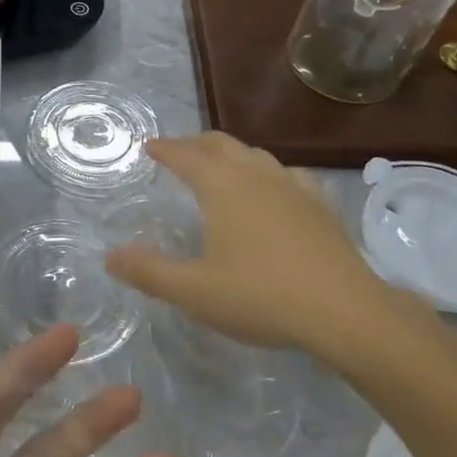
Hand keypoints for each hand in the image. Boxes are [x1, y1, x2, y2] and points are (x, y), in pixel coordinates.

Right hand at [105, 133, 436, 376]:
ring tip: (221, 168)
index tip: (149, 146)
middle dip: (196, 144)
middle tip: (179, 153)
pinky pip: (288, 175)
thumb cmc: (261, 295)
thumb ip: (148, 272)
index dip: (165, 149)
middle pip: (222, 144)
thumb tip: (111, 256)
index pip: (186, 155)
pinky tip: (274, 191)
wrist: (345, 312)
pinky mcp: (321, 205)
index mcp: (223, 186)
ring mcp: (294, 186)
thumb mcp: (193, 291)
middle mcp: (257, 175)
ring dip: (232, 155)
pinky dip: (268, 174)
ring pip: (256, 155)